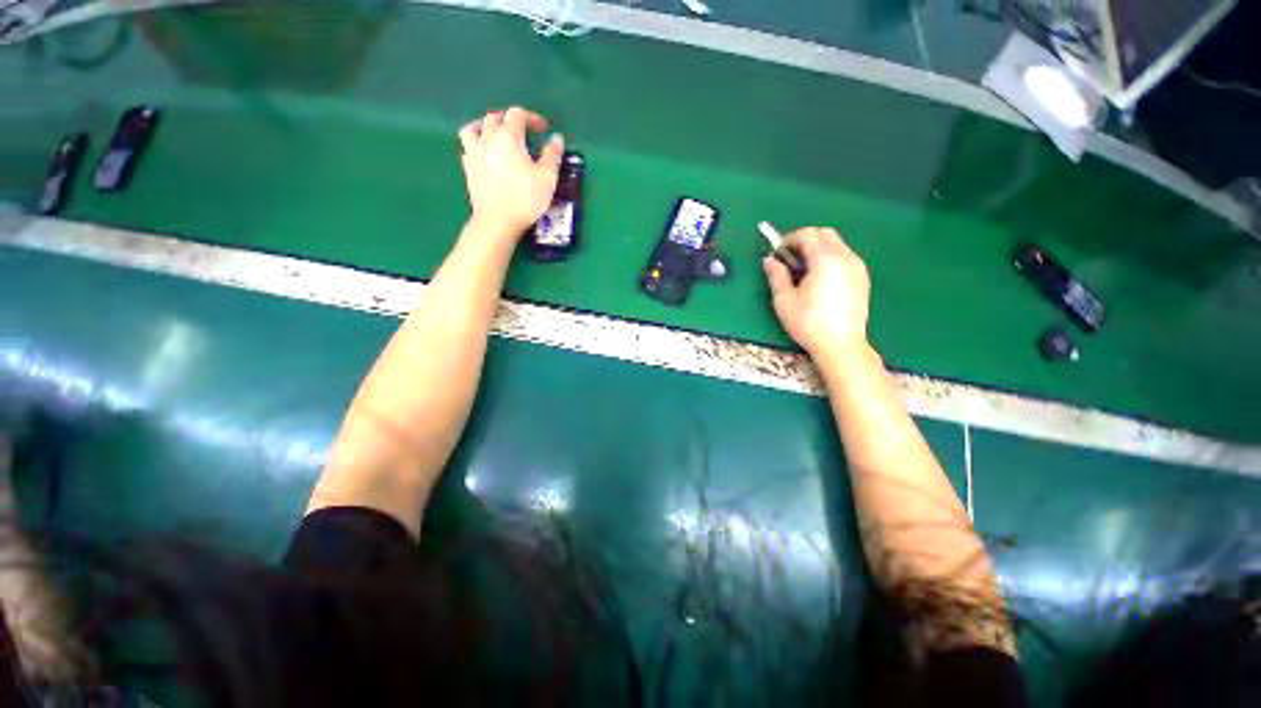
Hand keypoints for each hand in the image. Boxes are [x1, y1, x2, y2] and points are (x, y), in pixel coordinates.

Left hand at [458, 107, 564, 234]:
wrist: (498, 220)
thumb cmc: (525, 198)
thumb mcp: (547, 178)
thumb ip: (552, 156)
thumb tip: (556, 139)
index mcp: (509, 137)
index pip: (517, 115)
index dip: (531, 118)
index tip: (543, 129)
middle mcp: (488, 139)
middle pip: (495, 117)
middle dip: (510, 120)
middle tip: (523, 131)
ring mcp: (474, 153)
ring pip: (474, 128)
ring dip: (485, 126)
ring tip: (494, 134)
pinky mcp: (468, 169)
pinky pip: (468, 148)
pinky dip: (476, 145)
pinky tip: (485, 154)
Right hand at [763, 227, 871, 359]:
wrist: (841, 345)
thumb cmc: (808, 323)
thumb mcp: (784, 300)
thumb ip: (776, 275)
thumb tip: (769, 260)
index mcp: (825, 260)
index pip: (808, 234)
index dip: (789, 239)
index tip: (778, 254)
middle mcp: (845, 257)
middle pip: (825, 234)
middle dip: (805, 241)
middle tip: (790, 261)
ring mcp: (858, 266)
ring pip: (837, 244)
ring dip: (818, 249)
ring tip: (804, 272)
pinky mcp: (863, 277)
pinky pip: (845, 256)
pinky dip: (830, 259)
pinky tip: (820, 280)